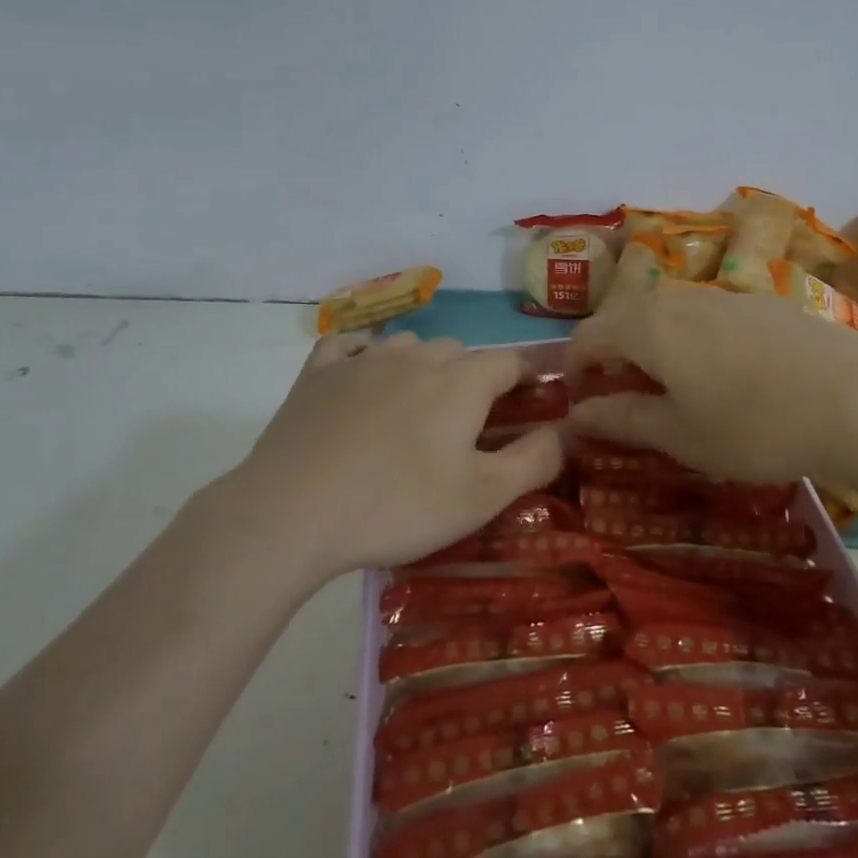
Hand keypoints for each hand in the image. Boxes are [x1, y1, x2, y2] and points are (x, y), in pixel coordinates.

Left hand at [229, 333, 563, 579]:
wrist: (293, 511)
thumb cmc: (398, 506)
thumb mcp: (481, 496)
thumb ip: (533, 460)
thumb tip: (564, 430)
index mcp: (461, 381)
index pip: (509, 362)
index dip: (525, 380)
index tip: (528, 404)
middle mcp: (417, 355)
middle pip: (459, 353)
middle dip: (472, 379)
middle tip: (465, 425)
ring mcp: (364, 359)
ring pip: (409, 346)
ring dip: (421, 368)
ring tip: (413, 411)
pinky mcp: (319, 372)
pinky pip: (351, 347)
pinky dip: (364, 358)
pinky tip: (359, 382)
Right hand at [568, 282, 857, 486]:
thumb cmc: (754, 425)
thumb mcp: (680, 435)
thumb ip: (621, 419)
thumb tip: (575, 415)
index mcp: (647, 327)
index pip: (587, 336)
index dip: (574, 370)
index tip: (581, 404)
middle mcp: (679, 299)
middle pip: (626, 318)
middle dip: (613, 356)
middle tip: (625, 399)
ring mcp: (726, 295)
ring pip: (669, 314)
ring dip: (654, 346)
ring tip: (676, 389)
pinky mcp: (764, 303)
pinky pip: (708, 316)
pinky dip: (694, 341)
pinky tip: (728, 376)